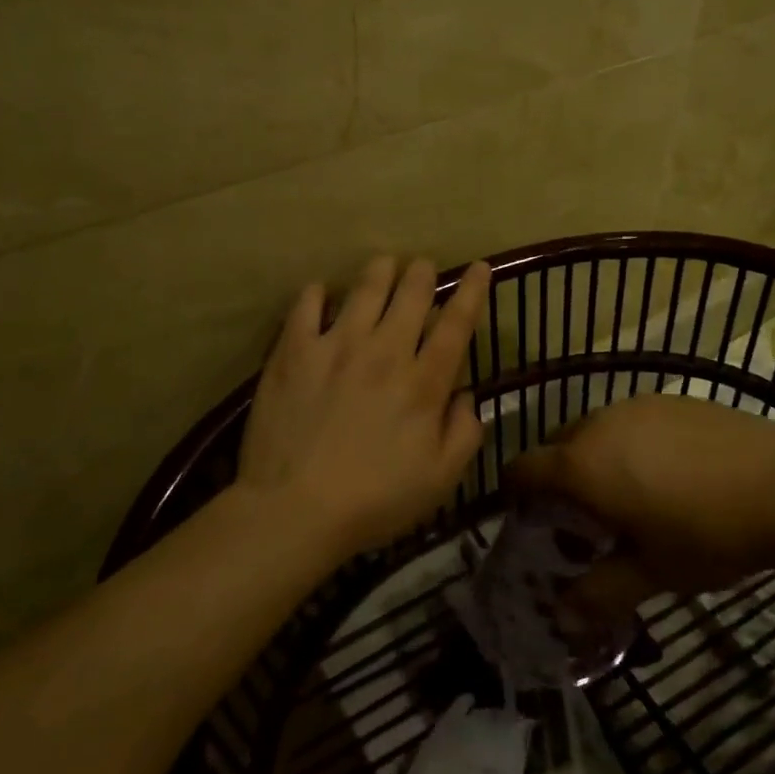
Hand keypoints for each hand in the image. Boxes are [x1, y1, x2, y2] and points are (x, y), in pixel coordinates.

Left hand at [235, 256, 490, 557]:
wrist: (294, 509)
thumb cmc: (374, 500)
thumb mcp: (440, 480)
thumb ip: (465, 433)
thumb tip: (467, 395)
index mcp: (424, 383)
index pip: (456, 324)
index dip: (471, 291)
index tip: (479, 266)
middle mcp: (385, 352)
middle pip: (411, 294)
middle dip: (422, 273)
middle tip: (422, 267)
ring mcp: (337, 346)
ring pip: (365, 289)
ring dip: (380, 271)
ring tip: (384, 264)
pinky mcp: (294, 351)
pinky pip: (306, 305)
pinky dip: (317, 293)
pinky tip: (321, 292)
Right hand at [507, 394, 774, 622]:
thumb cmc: (708, 533)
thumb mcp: (653, 572)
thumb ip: (600, 594)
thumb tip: (563, 620)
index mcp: (582, 465)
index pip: (523, 468)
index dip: (514, 492)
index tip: (524, 517)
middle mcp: (599, 424)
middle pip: (557, 446)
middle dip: (558, 478)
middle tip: (582, 517)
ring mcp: (637, 405)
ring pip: (595, 430)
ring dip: (595, 459)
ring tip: (628, 495)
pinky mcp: (672, 399)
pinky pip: (631, 420)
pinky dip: (629, 444)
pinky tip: (668, 472)